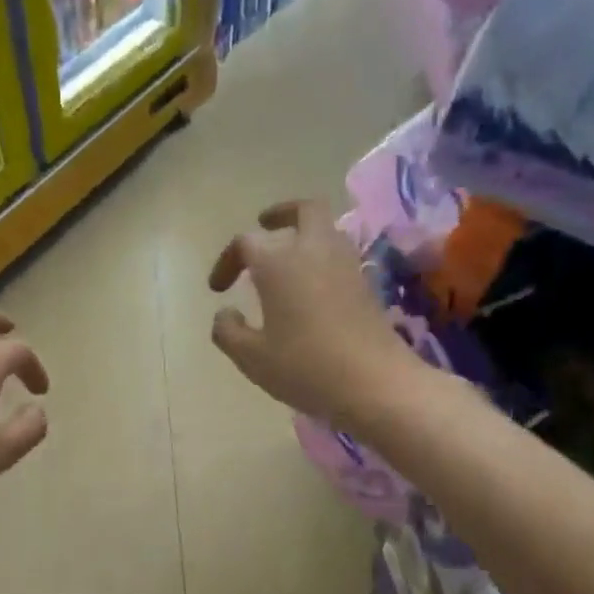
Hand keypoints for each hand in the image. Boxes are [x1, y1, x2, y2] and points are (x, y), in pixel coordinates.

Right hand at [208, 200, 415, 427]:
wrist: (374, 383)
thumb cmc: (305, 366)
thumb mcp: (251, 357)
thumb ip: (228, 331)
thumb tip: (226, 313)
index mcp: (278, 262)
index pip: (246, 242)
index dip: (227, 261)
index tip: (218, 289)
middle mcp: (314, 251)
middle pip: (303, 210)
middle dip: (281, 214)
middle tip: (265, 226)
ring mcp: (346, 265)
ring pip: (326, 230)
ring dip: (305, 234)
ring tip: (287, 259)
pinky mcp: (366, 285)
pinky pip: (340, 255)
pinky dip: (322, 258)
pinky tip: (311, 286)